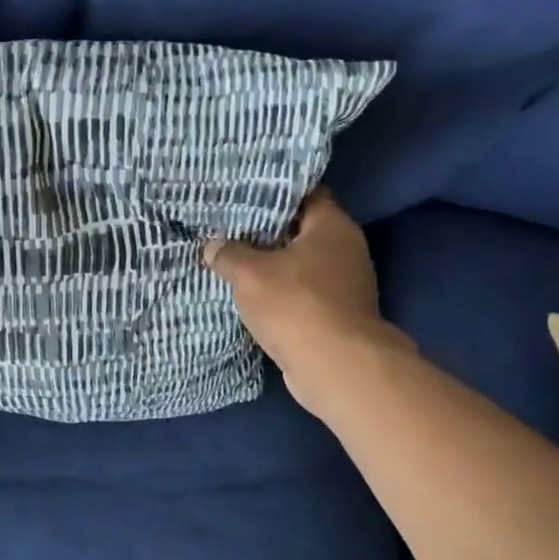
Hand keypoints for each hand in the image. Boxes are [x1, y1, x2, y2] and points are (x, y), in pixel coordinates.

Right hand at [204, 192, 412, 419]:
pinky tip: (250, 296)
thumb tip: (213, 245)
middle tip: (227, 228)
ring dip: (270, 266)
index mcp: (332, 226)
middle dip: (265, 232)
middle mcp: (345, 249)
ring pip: (298, 264)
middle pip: (299, 230)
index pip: (303, 194)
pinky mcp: (335, 314)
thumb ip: (228, 254)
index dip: (271, 193)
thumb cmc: (295, 305)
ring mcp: (344, 284)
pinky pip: (300, 293)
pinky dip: (279, 293)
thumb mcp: (249, 274)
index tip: (240, 195)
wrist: (335, 366)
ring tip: (232, 261)